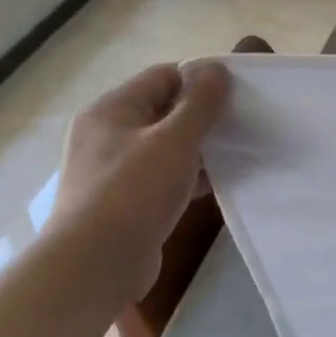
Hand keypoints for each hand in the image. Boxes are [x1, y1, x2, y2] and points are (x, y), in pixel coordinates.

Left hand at [48, 60, 230, 298]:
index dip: (201, 79)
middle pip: (165, 110)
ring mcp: (114, 170)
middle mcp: (107, 135)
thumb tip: (216, 69)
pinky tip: (217, 183)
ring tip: (237, 153)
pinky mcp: (125, 202)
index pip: (163, 76)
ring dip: (200, 148)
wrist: (93, 267)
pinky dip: (190, 175)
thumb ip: (200, 102)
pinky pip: (164, 176)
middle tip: (242, 123)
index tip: (238, 94)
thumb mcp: (175, 140)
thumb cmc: (133, 193)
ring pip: (166, 145)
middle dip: (204, 115)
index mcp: (111, 110)